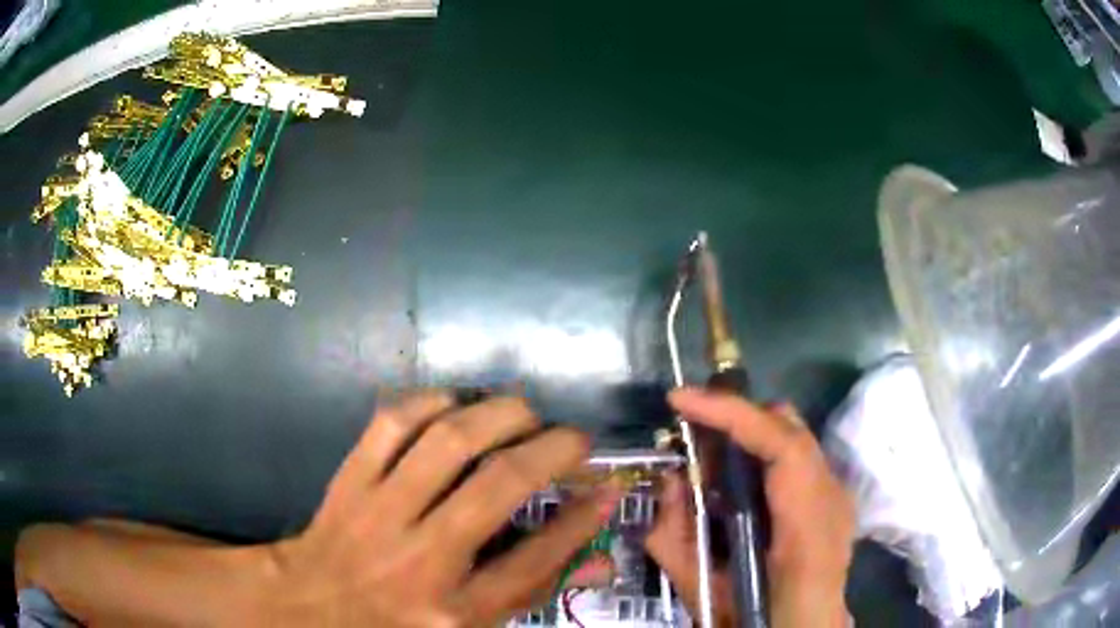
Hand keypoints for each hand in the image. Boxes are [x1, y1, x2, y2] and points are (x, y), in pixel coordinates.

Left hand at [255, 392, 621, 626]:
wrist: (311, 606)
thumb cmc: (399, 624)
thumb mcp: (472, 626)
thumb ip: (534, 591)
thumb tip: (600, 561)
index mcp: (457, 610)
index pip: (535, 559)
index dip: (581, 518)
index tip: (606, 488)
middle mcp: (423, 559)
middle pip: (499, 486)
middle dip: (552, 449)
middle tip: (575, 439)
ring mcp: (380, 514)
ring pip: (447, 442)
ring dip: (500, 415)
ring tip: (527, 414)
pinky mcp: (350, 480)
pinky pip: (392, 424)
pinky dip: (432, 402)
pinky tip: (457, 405)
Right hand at [645, 388, 854, 627]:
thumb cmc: (759, 619)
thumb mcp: (704, 591)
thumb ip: (677, 539)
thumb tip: (669, 482)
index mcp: (808, 526)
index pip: (783, 445)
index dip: (732, 413)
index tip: (680, 400)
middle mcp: (832, 498)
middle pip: (789, 426)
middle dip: (736, 417)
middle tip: (690, 430)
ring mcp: (837, 495)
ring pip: (791, 437)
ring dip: (747, 436)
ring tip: (707, 456)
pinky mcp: (833, 499)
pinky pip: (795, 460)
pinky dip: (761, 457)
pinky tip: (736, 483)